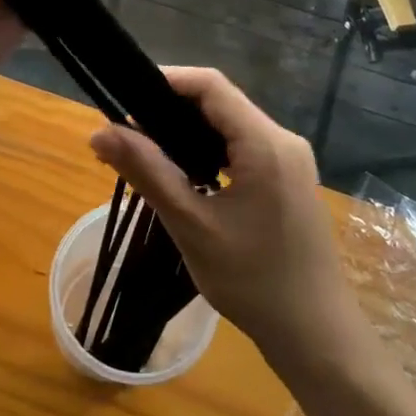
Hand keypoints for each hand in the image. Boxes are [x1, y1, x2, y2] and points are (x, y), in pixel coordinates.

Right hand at [88, 68, 354, 360]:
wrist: (315, 334)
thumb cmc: (254, 282)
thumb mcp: (192, 225)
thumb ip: (147, 172)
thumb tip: (100, 132)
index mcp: (266, 143)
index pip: (211, 86)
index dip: (166, 80)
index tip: (125, 95)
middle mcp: (283, 139)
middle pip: (221, 102)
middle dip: (171, 109)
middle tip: (126, 132)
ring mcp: (291, 158)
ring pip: (230, 125)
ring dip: (188, 132)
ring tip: (145, 151)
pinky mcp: (289, 177)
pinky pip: (243, 147)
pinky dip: (209, 151)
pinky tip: (183, 173)